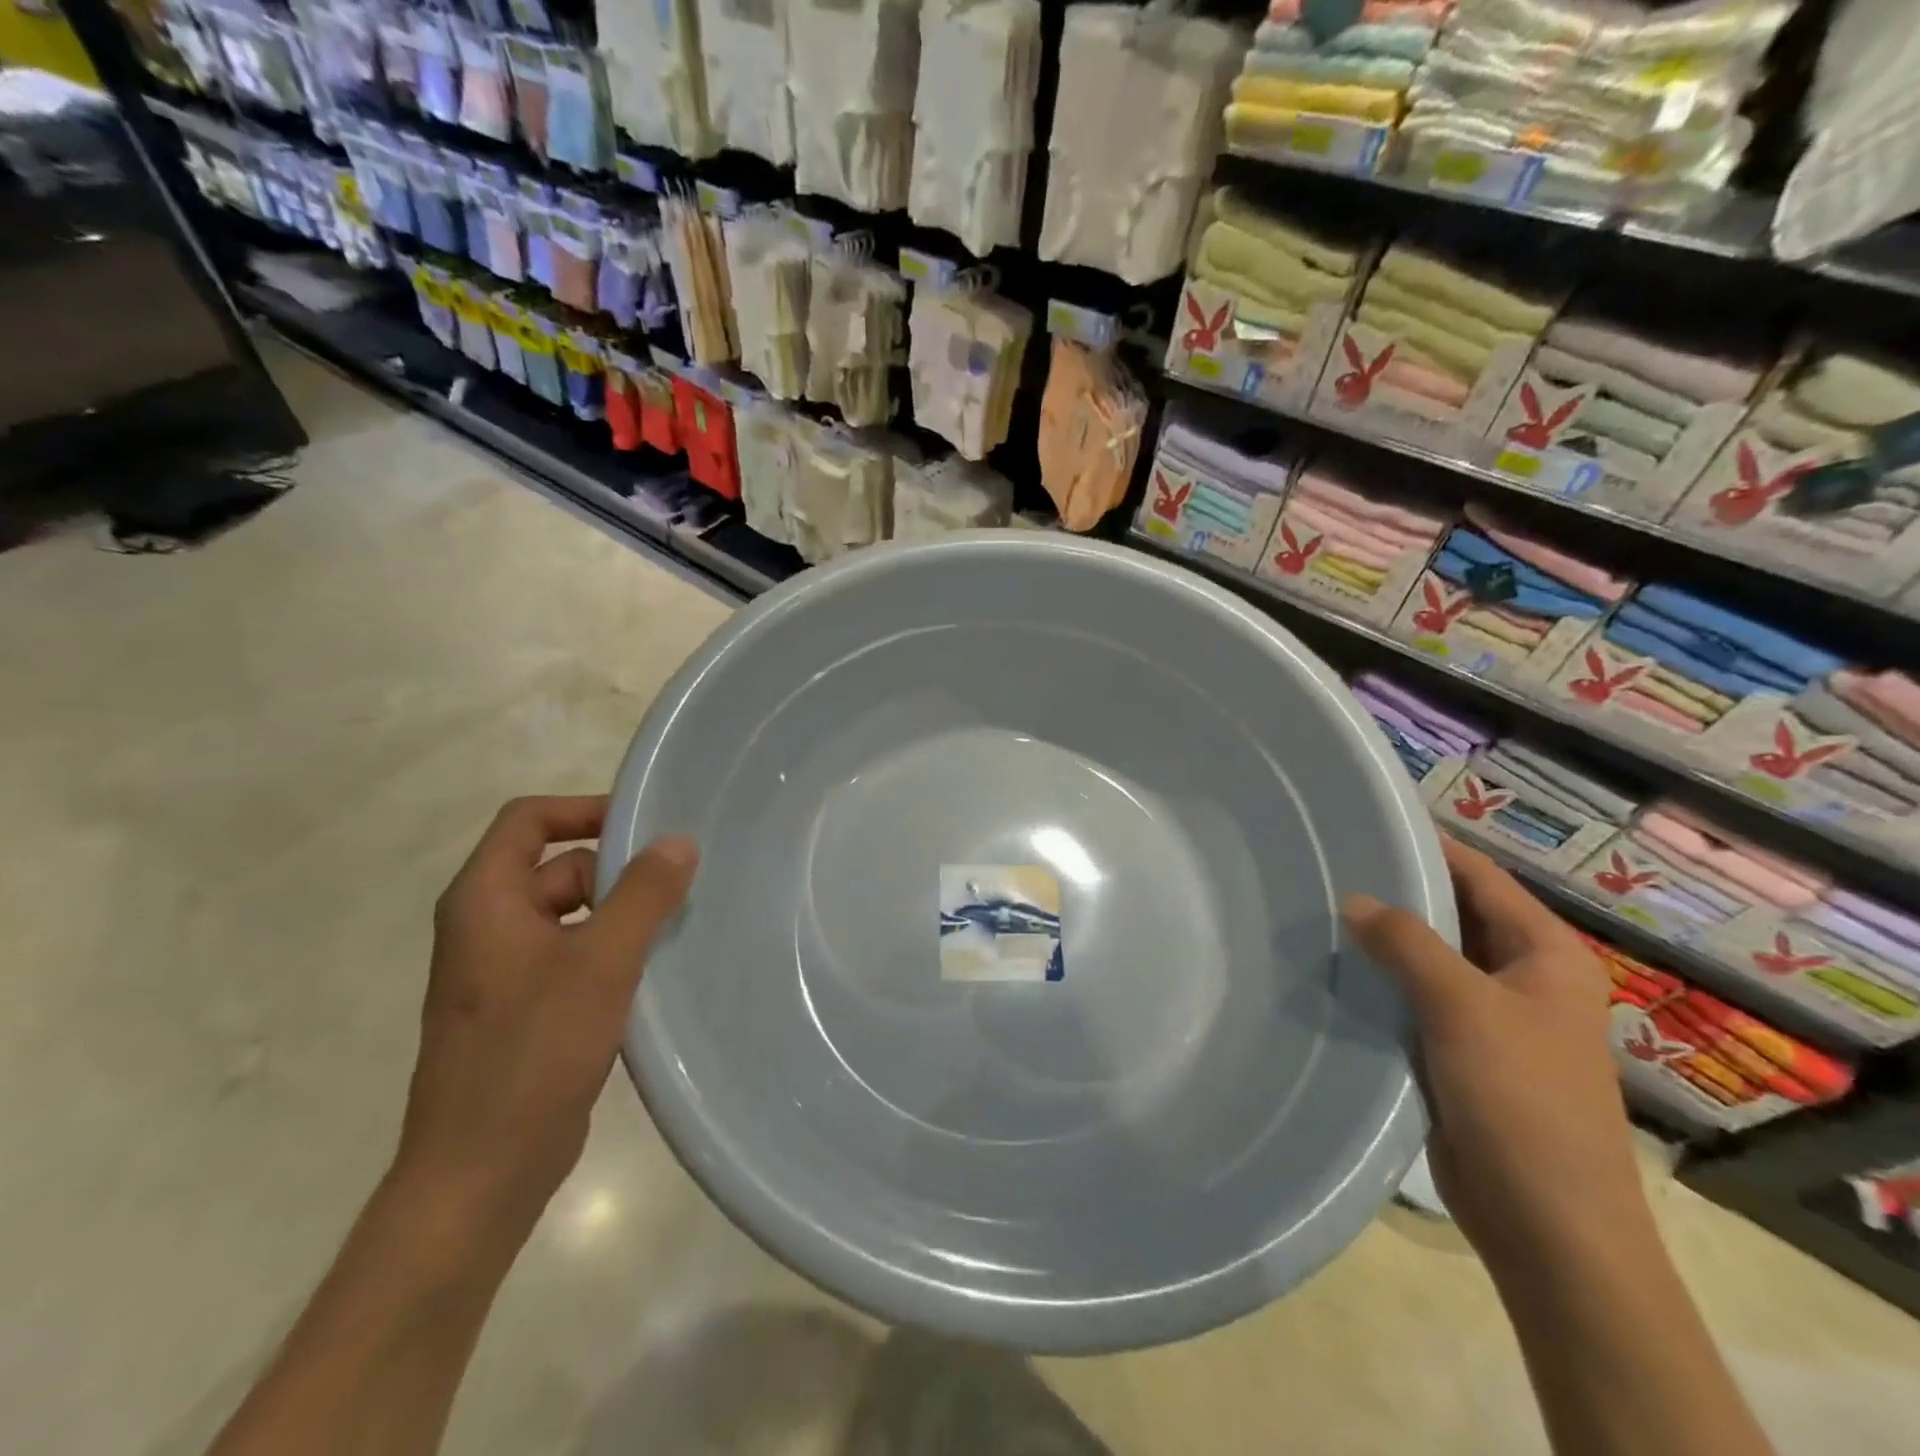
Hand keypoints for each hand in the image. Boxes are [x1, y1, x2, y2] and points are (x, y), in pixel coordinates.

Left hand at [393, 796, 696, 1252]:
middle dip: (617, 872)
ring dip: (621, 915)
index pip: (529, 820)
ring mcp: (504, 971)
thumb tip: (679, 840)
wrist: (480, 1172)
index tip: (644, 825)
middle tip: (679, 888)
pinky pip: (573, 955)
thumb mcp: (600, 961)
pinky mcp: (524, 1009)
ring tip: (677, 928)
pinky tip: (654, 972)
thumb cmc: (534, 1052)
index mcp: (485, 901)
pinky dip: (611, 952)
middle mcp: (487, 926)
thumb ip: (643, 893)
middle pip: (558, 868)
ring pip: (572, 915)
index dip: (584, 810)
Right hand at [1343, 837, 1647, 1274]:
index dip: (1429, 846)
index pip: (1481, 877)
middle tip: (1330, 865)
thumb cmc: (1522, 1102)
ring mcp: (1493, 1018)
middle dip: (1398, 892)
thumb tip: (1353, 901)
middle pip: (1454, 915)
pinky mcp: (1462, 1052)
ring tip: (1320, 909)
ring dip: (1386, 940)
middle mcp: (1523, 978)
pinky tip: (1335, 969)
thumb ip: (1407, 944)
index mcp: (1546, 955)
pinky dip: (1382, 982)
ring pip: (1431, 959)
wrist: (1548, 1225)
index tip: (1367, 822)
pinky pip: (1417, 999)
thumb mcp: (1463, 1008)